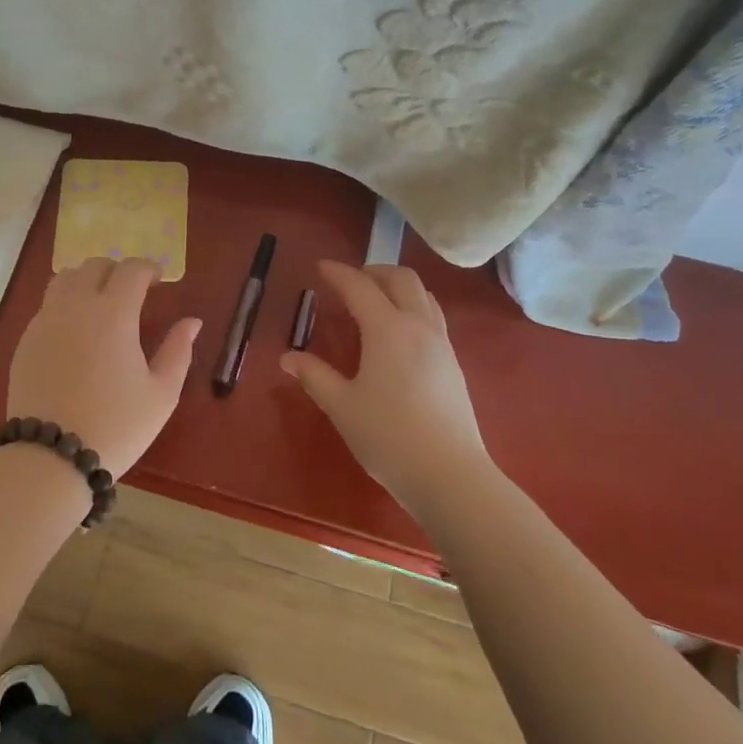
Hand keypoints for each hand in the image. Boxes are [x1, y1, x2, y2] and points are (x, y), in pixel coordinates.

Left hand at [6, 257, 201, 478]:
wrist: (51, 456)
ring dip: (87, 281)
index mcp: (114, 313)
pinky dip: (65, 304)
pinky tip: (75, 333)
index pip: (131, 269)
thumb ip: (178, 350)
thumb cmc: (116, 425)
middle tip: (131, 293)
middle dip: (117, 271)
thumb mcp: (161, 393)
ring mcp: (46, 320)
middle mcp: (76, 305)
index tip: (158, 281)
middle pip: (95, 265)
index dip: (148, 268)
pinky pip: (47, 305)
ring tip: (99, 305)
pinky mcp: (26, 340)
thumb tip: (192, 322)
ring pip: (65, 278)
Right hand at [279, 260, 494, 513]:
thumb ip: (315, 376)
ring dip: (398, 287)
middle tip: (350, 280)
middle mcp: (418, 327)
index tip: (320, 267)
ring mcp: (442, 345)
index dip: (338, 273)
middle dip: (374, 271)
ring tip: (376, 301)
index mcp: (388, 329)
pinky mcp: (454, 365)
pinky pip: (433, 317)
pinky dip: (413, 307)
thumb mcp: (342, 406)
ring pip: (424, 296)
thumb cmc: (389, 437)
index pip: (360, 287)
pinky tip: (398, 334)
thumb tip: (288, 357)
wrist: (451, 476)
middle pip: (402, 279)